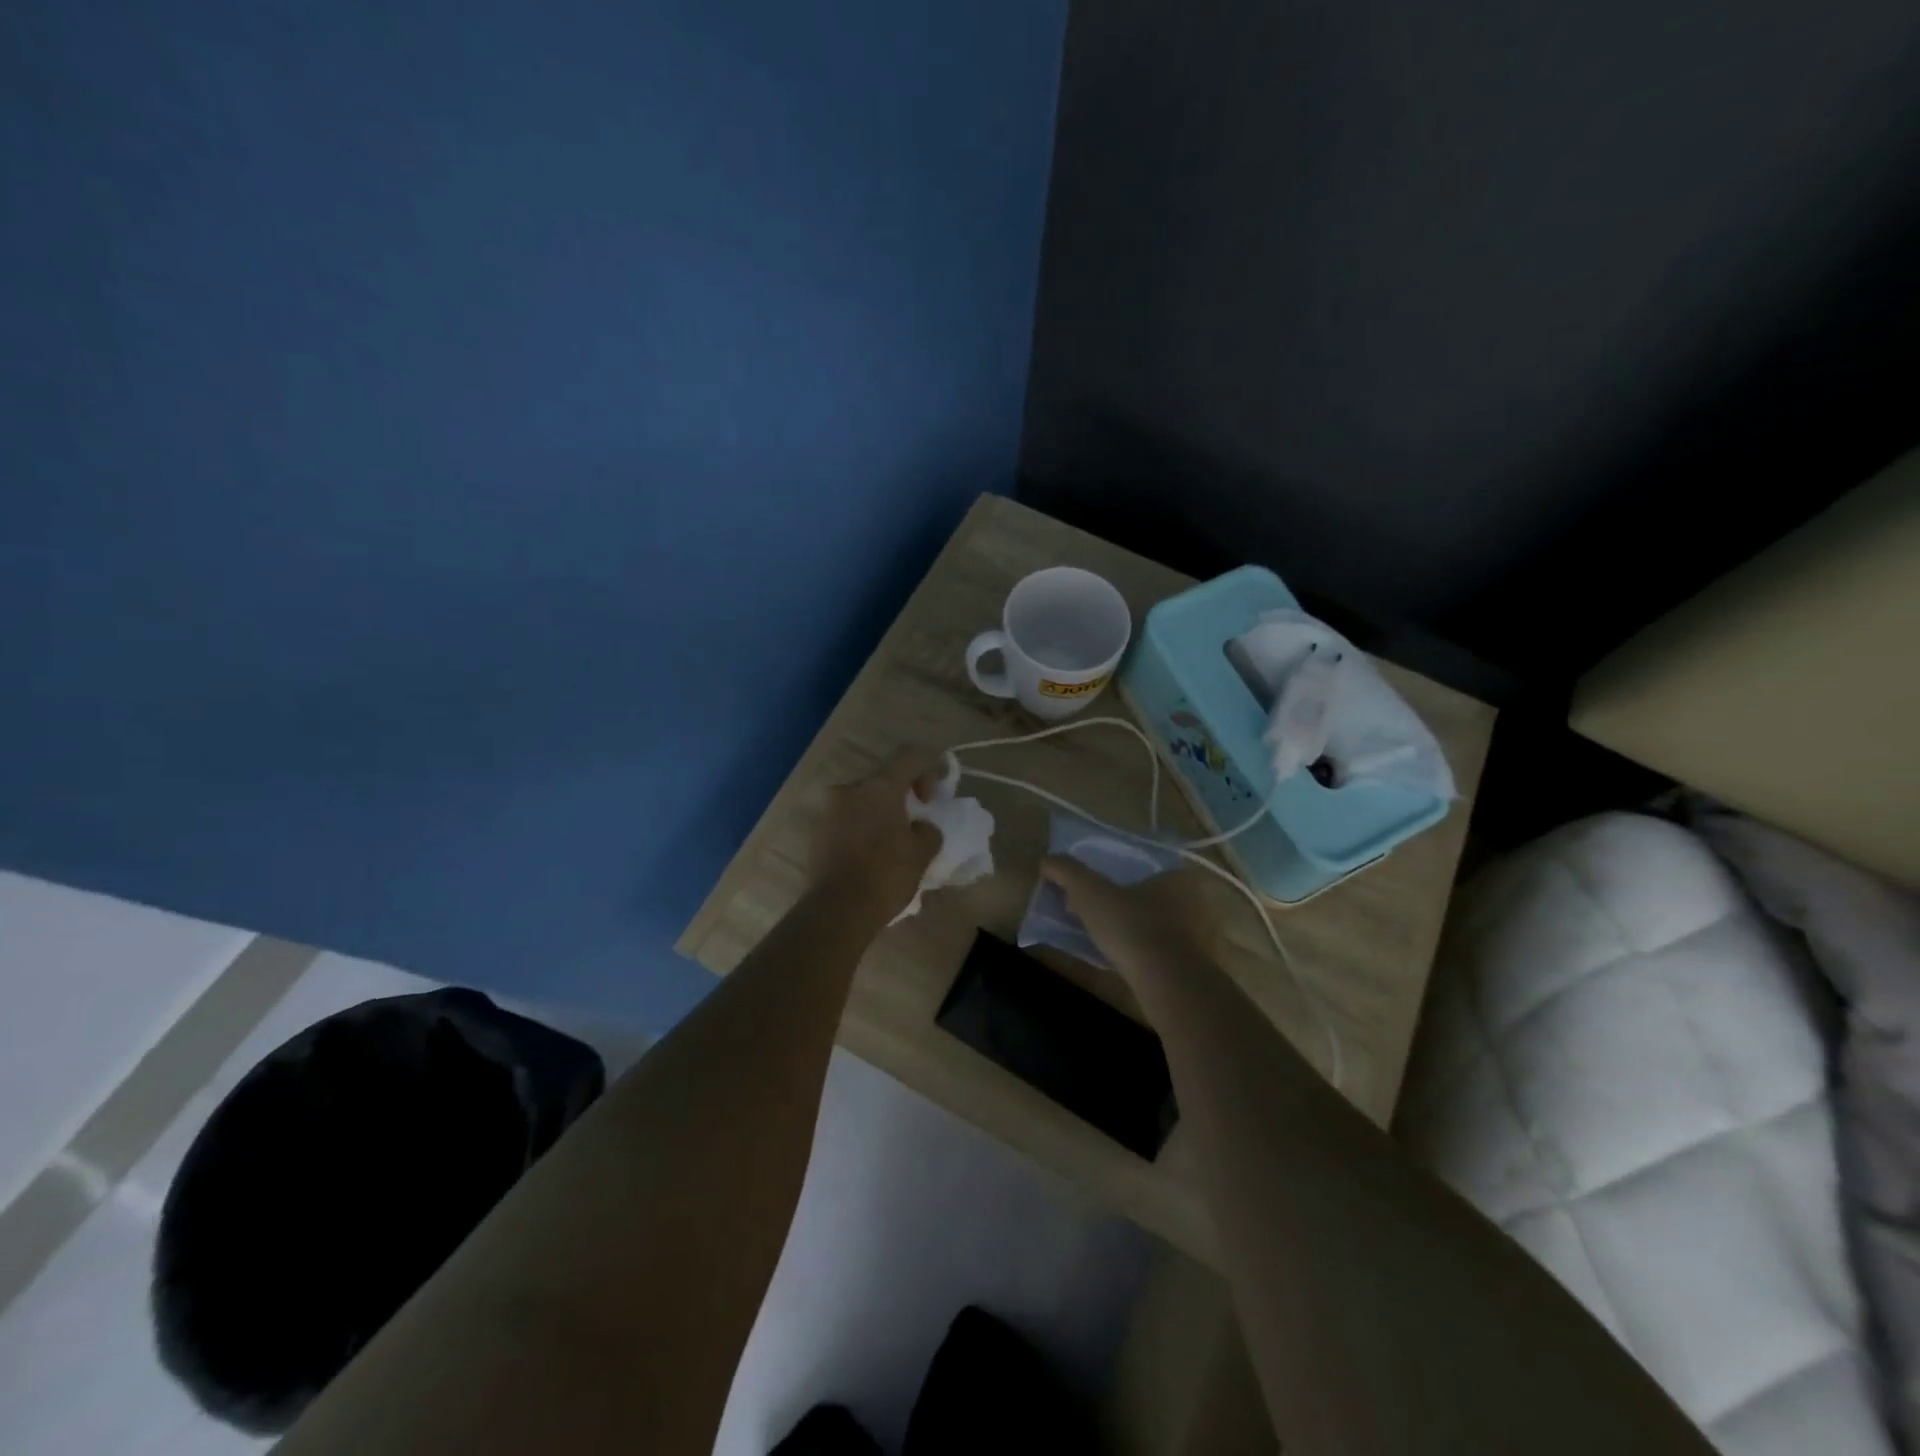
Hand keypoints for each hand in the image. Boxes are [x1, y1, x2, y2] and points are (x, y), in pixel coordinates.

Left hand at [810, 752, 943, 925]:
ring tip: (894, 844)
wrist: (837, 911)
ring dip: (880, 814)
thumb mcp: (922, 853)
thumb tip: (920, 827)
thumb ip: (928, 830)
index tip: (935, 796)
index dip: (930, 768)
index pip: (910, 757)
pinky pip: (847, 822)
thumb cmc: (886, 875)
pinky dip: (863, 830)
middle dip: (902, 796)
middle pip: (883, 780)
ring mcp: (829, 812)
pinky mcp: (817, 834)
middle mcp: (850, 790)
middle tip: (916, 822)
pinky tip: (872, 857)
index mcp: (879, 787)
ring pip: (863, 802)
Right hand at [1040, 856, 1211, 983]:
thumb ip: (1068, 872)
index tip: (1096, 889)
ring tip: (1101, 938)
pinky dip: (1141, 953)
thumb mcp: (1090, 892)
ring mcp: (1196, 937)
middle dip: (1123, 904)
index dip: (1117, 877)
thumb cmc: (1132, 927)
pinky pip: (1160, 952)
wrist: (1168, 984)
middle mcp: (1192, 902)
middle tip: (1094, 913)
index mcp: (1174, 877)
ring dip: (1131, 930)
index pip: (1144, 868)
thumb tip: (1046, 860)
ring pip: (1155, 926)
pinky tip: (1119, 961)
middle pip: (1149, 897)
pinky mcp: (1192, 967)